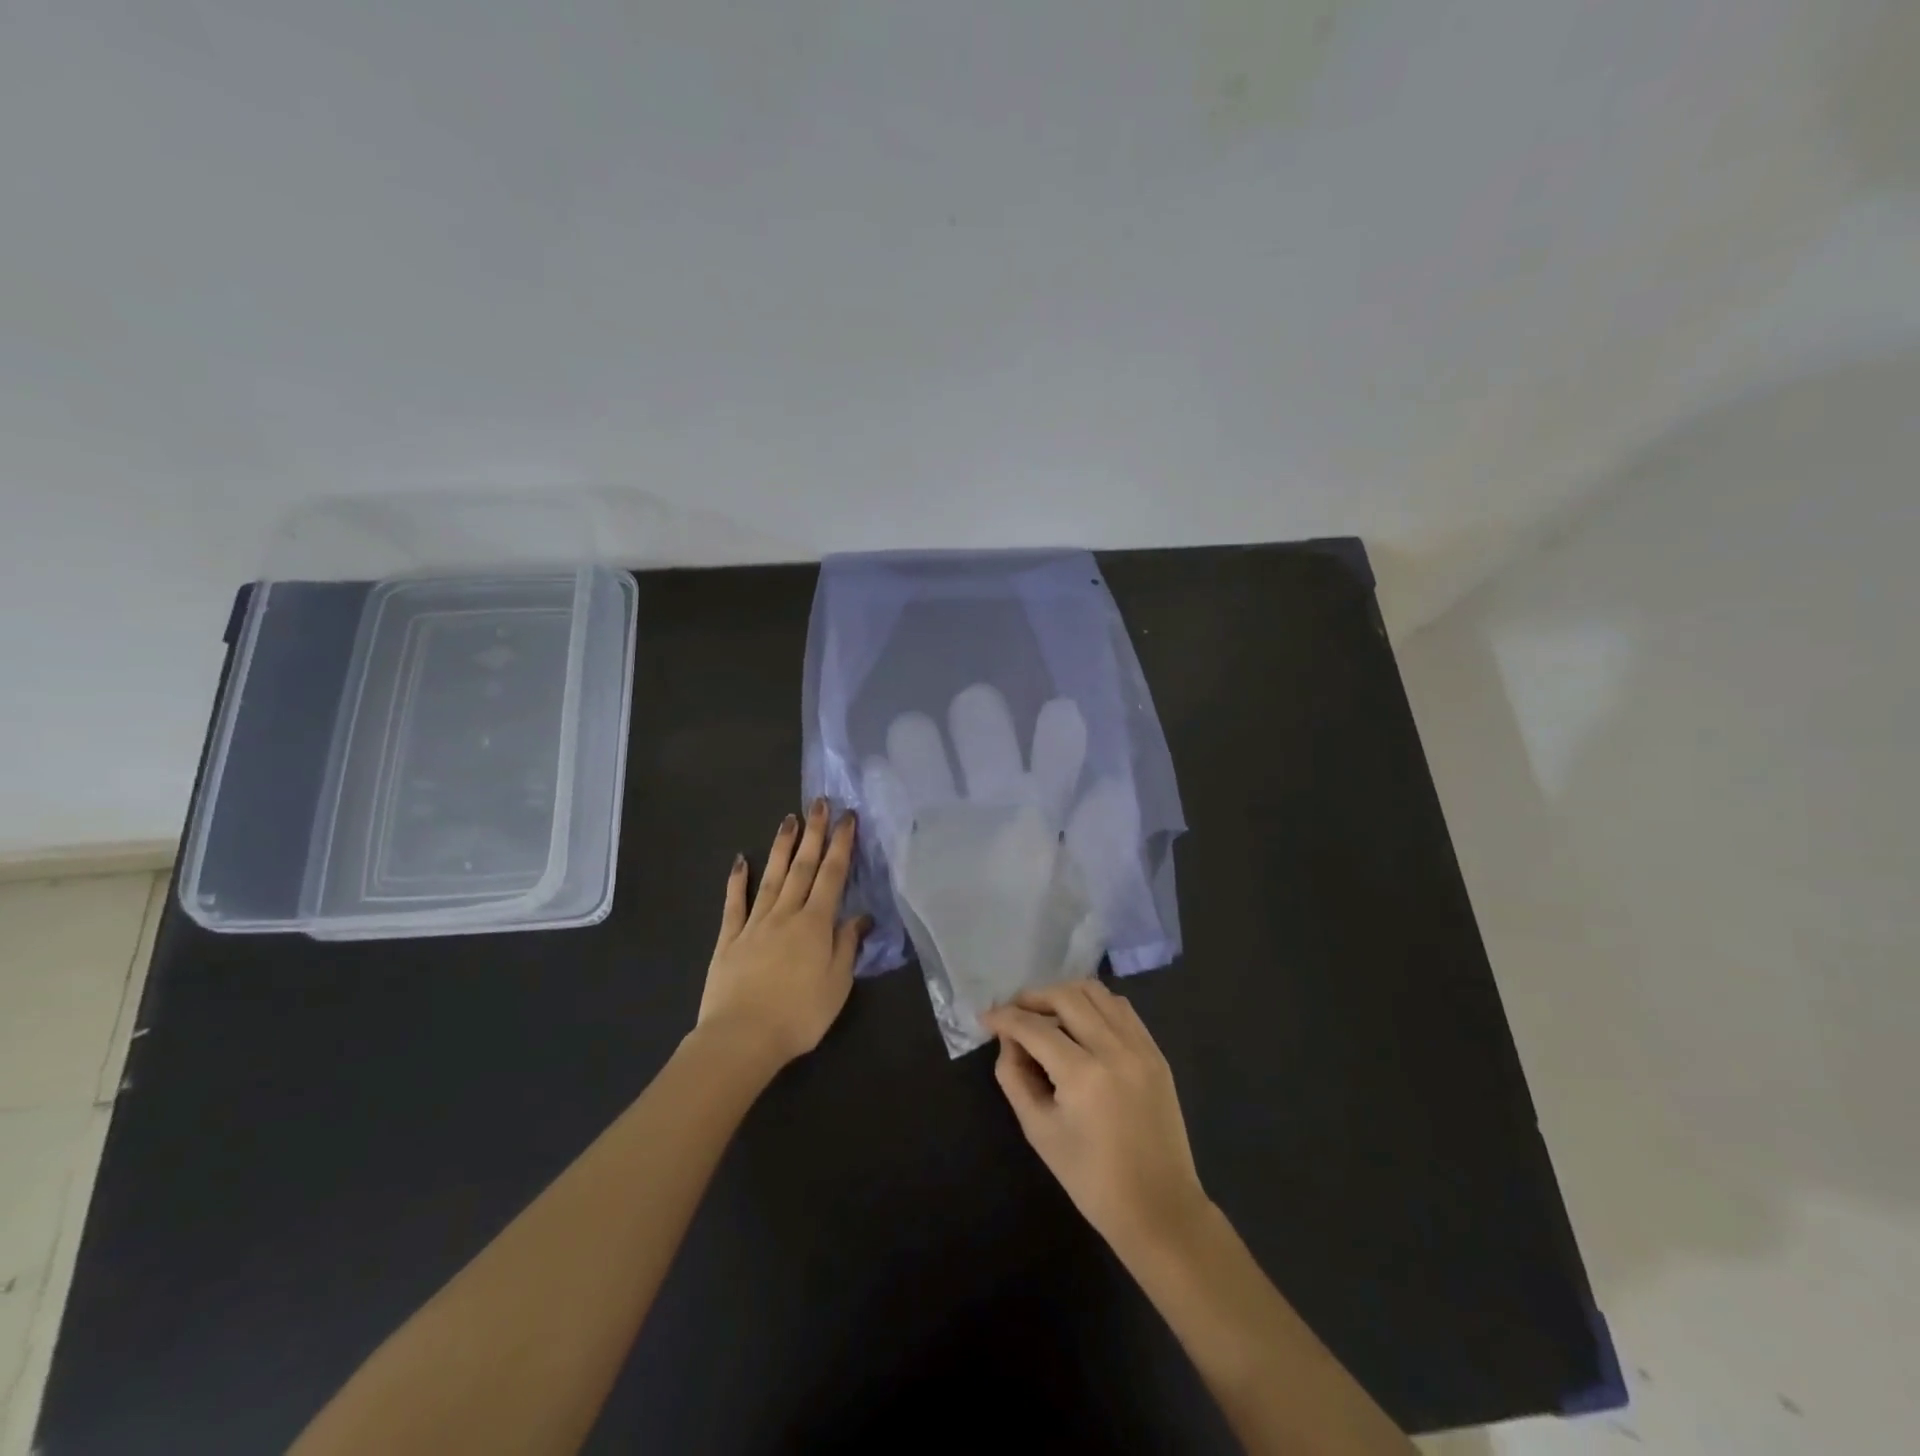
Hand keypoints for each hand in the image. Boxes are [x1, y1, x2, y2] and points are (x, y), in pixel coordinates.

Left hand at [699, 801, 866, 1067]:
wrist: (742, 1038)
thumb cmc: (799, 1015)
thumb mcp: (838, 984)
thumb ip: (847, 946)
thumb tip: (860, 916)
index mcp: (816, 924)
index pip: (832, 876)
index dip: (841, 845)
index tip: (847, 818)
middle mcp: (786, 914)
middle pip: (803, 867)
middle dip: (814, 833)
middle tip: (819, 802)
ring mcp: (755, 923)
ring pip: (773, 876)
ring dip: (783, 846)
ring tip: (790, 819)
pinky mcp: (729, 939)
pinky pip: (735, 903)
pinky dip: (738, 880)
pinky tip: (741, 860)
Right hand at [983, 980, 1210, 1258]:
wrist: (1159, 1208)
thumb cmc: (1091, 1179)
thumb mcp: (1039, 1131)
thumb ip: (1015, 1078)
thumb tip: (1008, 1042)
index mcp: (1082, 1074)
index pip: (1034, 1027)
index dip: (1005, 1018)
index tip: (987, 1017)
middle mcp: (1114, 1049)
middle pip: (1066, 997)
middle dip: (1033, 997)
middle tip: (1014, 1011)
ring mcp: (1140, 1047)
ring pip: (1097, 993)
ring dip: (1066, 994)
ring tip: (1046, 1013)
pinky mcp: (1156, 1053)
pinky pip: (1121, 1009)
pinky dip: (1096, 1005)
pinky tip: (1081, 1022)